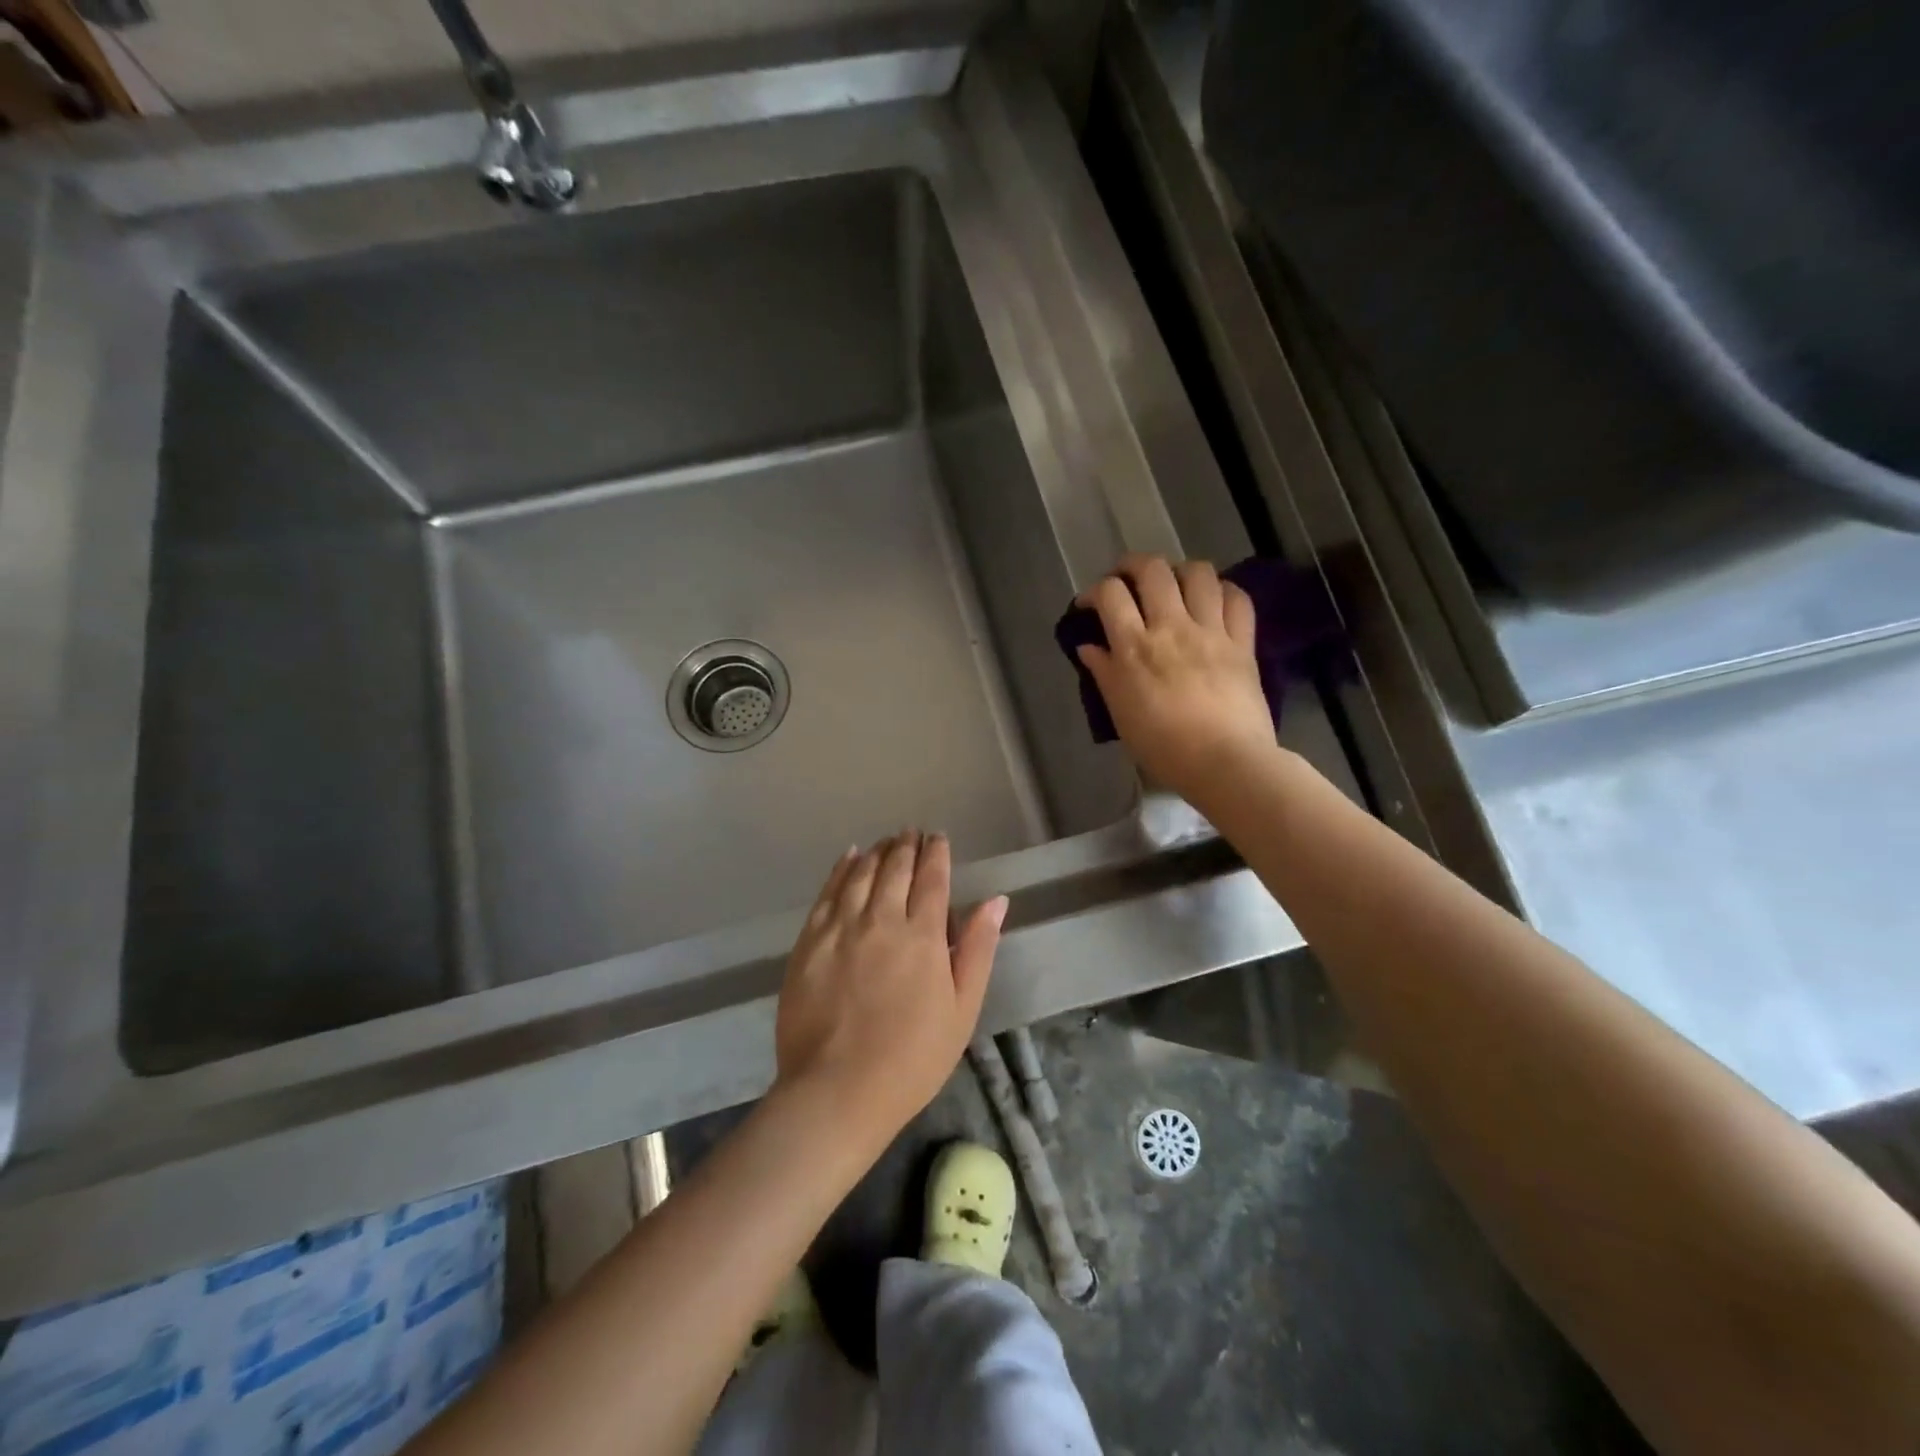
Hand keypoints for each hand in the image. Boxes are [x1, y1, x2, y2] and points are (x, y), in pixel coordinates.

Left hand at [774, 832, 1006, 1147]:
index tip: (938, 838)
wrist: (837, 1091)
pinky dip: (841, 868)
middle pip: (895, 868)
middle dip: (906, 846)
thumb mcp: (962, 1009)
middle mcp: (881, 919)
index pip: (932, 878)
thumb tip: (996, 900)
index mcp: (922, 935)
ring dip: (877, 852)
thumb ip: (978, 949)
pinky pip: (827, 892)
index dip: (936, 853)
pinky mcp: (809, 941)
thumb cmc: (912, 1058)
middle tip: (912, 833)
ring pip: (861, 873)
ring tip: (886, 842)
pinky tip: (849, 857)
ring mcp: (840, 927)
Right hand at [1076, 554, 1275, 799]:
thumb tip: (1088, 647)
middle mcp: (1172, 627)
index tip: (1090, 605)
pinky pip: (1237, 599)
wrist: (1226, 763)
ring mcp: (1212, 631)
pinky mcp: (1243, 643)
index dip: (1095, 591)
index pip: (1110, 594)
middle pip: (1152, 570)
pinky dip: (1223, 591)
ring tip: (1174, 586)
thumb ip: (1104, 674)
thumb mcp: (1121, 713)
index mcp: (1135, 647)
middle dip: (1133, 565)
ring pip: (1198, 573)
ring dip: (1180, 571)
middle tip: (1127, 580)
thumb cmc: (1164, 747)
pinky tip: (1214, 601)